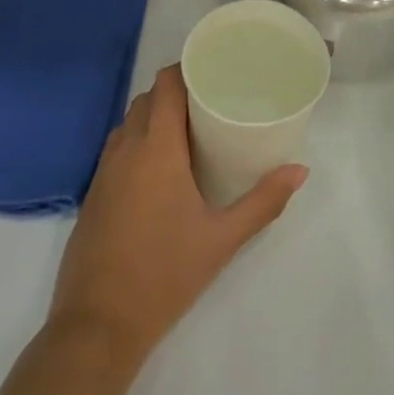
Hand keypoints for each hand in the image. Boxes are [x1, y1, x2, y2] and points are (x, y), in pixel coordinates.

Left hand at [49, 65, 306, 363]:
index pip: (165, 84)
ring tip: (189, 131)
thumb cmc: (165, 274)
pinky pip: (118, 148)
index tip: (213, 70)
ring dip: (154, 117)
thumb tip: (300, 171)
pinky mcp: (93, 193)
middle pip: (147, 99)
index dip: (186, 68)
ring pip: (129, 123)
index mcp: (156, 147)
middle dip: (175, 93)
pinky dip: (138, 142)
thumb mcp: (222, 239)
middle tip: (210, 103)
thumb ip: (263, 201)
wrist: (97, 325)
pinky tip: (160, 169)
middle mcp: (125, 148)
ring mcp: (103, 171)